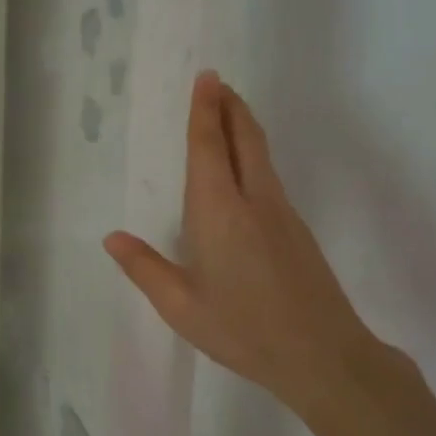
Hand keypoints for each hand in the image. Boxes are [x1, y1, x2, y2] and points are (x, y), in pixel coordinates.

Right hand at [104, 71, 381, 412]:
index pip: (209, 148)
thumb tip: (112, 238)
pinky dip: (252, 154)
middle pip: (244, 139)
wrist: (323, 355)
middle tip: (217, 82)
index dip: (205, 112)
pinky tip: (245, 169)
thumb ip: (145, 268)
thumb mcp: (180, 306)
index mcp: (219, 213)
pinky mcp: (297, 230)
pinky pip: (269, 176)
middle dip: (230, 107)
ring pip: (261, 155)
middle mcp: (254, 201)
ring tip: (228, 112)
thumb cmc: (243, 330)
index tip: (206, 79)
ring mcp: (282, 214)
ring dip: (243, 126)